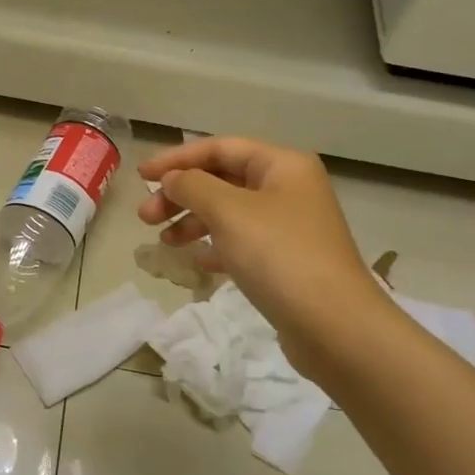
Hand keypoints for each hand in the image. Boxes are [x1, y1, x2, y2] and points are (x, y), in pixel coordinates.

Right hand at [137, 137, 389, 371]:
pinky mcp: (286, 261)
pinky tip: (195, 261)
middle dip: (181, 194)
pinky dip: (214, 246)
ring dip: (192, 221)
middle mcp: (288, 189)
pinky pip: (241, 242)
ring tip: (164, 242)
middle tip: (145, 217)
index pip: (220, 148)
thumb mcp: (229, 211)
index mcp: (282, 165)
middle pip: (222, 179)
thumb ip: (193, 186)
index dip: (177, 158)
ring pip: (229, 212)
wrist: (334, 325)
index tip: (141, 177)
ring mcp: (289, 226)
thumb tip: (173, 179)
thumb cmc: (279, 255)